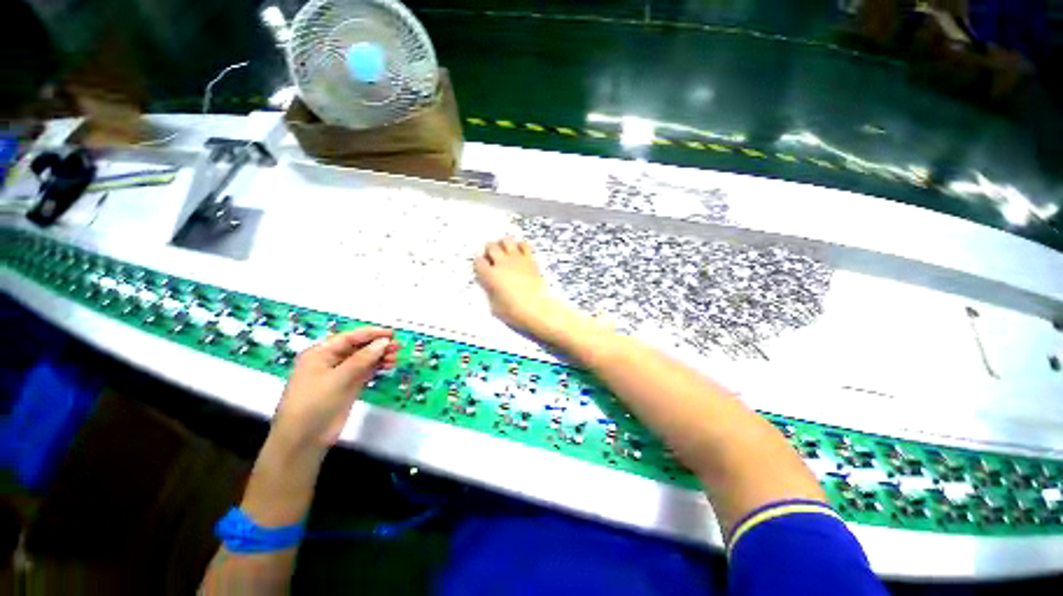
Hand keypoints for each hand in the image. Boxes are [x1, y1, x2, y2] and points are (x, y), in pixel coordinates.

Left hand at [273, 327, 398, 449]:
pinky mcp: (348, 386)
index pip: (349, 337)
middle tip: (398, 346)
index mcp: (320, 353)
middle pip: (358, 347)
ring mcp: (340, 374)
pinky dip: (378, 367)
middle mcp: (330, 361)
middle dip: (378, 345)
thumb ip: (362, 359)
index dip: (371, 333)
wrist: (303, 440)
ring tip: (397, 357)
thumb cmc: (314, 404)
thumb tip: (384, 342)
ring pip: (364, 359)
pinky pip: (366, 371)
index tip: (392, 333)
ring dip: (380, 356)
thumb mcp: (338, 379)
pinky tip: (390, 365)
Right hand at [474, 238, 559, 331]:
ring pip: (507, 241)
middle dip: (489, 250)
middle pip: (491, 246)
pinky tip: (519, 252)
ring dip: (503, 244)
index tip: (481, 268)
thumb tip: (491, 286)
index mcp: (491, 275)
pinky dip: (520, 245)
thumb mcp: (495, 307)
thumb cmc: (515, 312)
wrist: (539, 308)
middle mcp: (502, 263)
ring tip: (505, 252)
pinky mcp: (530, 259)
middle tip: (492, 258)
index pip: (478, 262)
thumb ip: (490, 292)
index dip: (478, 263)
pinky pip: (524, 245)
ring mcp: (517, 259)